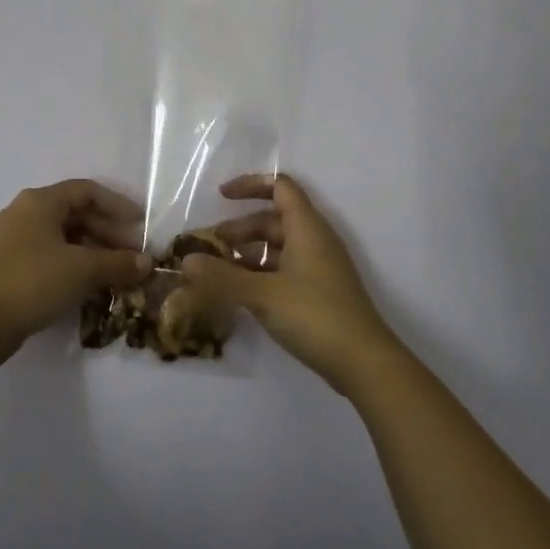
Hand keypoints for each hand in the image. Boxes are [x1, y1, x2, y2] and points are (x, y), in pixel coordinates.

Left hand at [0, 180, 150, 365]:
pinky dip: (74, 267)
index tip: (141, 224)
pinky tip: (91, 287)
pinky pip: (50, 257)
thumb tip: (148, 263)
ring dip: (93, 253)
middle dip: (108, 233)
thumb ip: (118, 263)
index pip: (87, 191)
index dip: (117, 205)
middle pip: (75, 215)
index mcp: (40, 201)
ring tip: (117, 274)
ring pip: (63, 238)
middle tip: (133, 255)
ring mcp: (13, 242)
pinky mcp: (9, 268)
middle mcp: (25, 214)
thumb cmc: (32, 281)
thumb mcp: (82, 270)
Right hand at [180, 174, 404, 394]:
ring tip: (219, 271)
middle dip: (241, 228)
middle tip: (210, 247)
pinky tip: (241, 293)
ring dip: (249, 253)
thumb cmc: (314, 315)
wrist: (363, 363)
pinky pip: (285, 269)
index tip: (221, 196)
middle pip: (274, 219)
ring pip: (278, 247)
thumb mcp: (262, 294)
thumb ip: (222, 276)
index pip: (280, 187)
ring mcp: (319, 267)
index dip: (250, 185)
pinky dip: (261, 273)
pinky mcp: (319, 292)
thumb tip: (186, 261)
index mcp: (307, 227)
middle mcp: (315, 240)